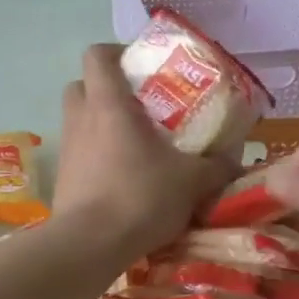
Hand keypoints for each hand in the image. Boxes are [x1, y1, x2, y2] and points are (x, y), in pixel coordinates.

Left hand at [52, 44, 233, 260]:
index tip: (140, 66)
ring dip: (100, 123)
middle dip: (105, 88)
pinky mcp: (62, 178)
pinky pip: (78, 153)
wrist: (90, 246)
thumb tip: (236, 160)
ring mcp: (67, 149)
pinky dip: (95, 155)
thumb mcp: (192, 181)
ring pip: (78, 119)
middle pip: (81, 84)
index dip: (115, 52)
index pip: (97, 55)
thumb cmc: (140, 196)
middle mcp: (80, 118)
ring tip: (133, 142)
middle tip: (138, 104)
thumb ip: (217, 166)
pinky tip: (121, 176)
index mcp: (108, 103)